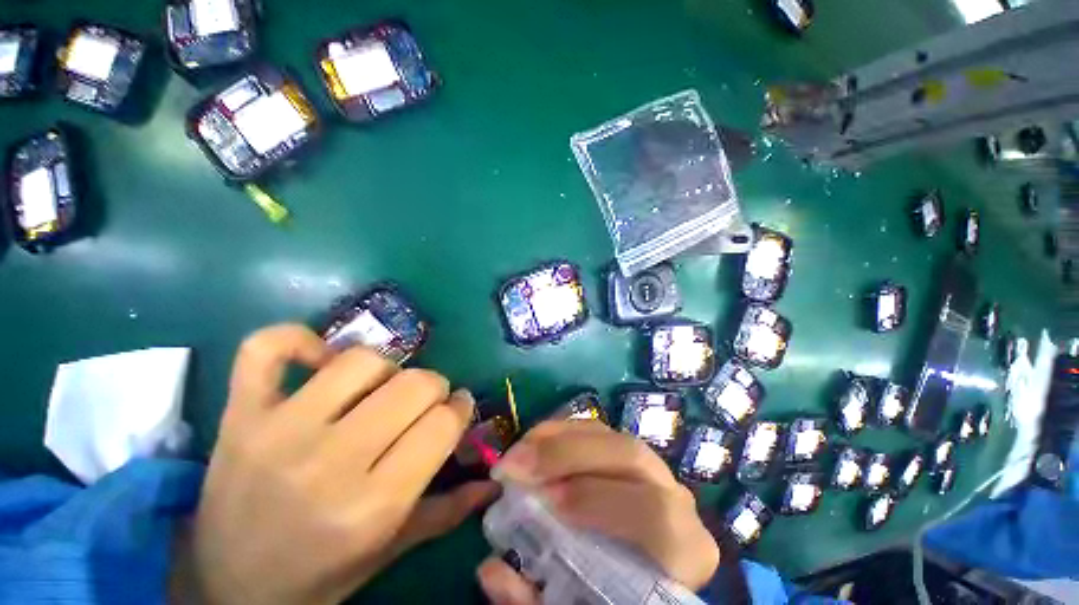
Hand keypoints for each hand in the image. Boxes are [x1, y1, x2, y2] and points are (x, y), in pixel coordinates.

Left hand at [181, 324, 496, 604]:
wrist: (227, 586)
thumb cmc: (320, 572)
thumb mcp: (390, 550)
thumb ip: (448, 511)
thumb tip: (495, 481)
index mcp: (373, 505)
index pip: (443, 423)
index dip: (460, 407)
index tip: (458, 408)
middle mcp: (330, 462)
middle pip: (414, 385)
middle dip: (433, 387)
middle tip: (424, 402)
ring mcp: (278, 431)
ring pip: (361, 360)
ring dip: (386, 368)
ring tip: (380, 388)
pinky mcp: (239, 414)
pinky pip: (268, 348)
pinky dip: (298, 339)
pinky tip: (320, 359)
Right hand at [477, 421, 718, 603]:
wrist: (641, 567)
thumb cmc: (612, 592)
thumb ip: (539, 600)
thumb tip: (492, 571)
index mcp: (683, 548)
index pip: (654, 514)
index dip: (598, 500)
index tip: (545, 501)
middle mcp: (674, 495)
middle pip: (629, 455)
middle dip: (567, 454)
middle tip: (516, 465)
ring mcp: (650, 464)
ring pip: (607, 435)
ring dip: (557, 437)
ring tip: (518, 452)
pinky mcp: (624, 449)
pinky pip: (593, 429)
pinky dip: (559, 431)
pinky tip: (534, 442)